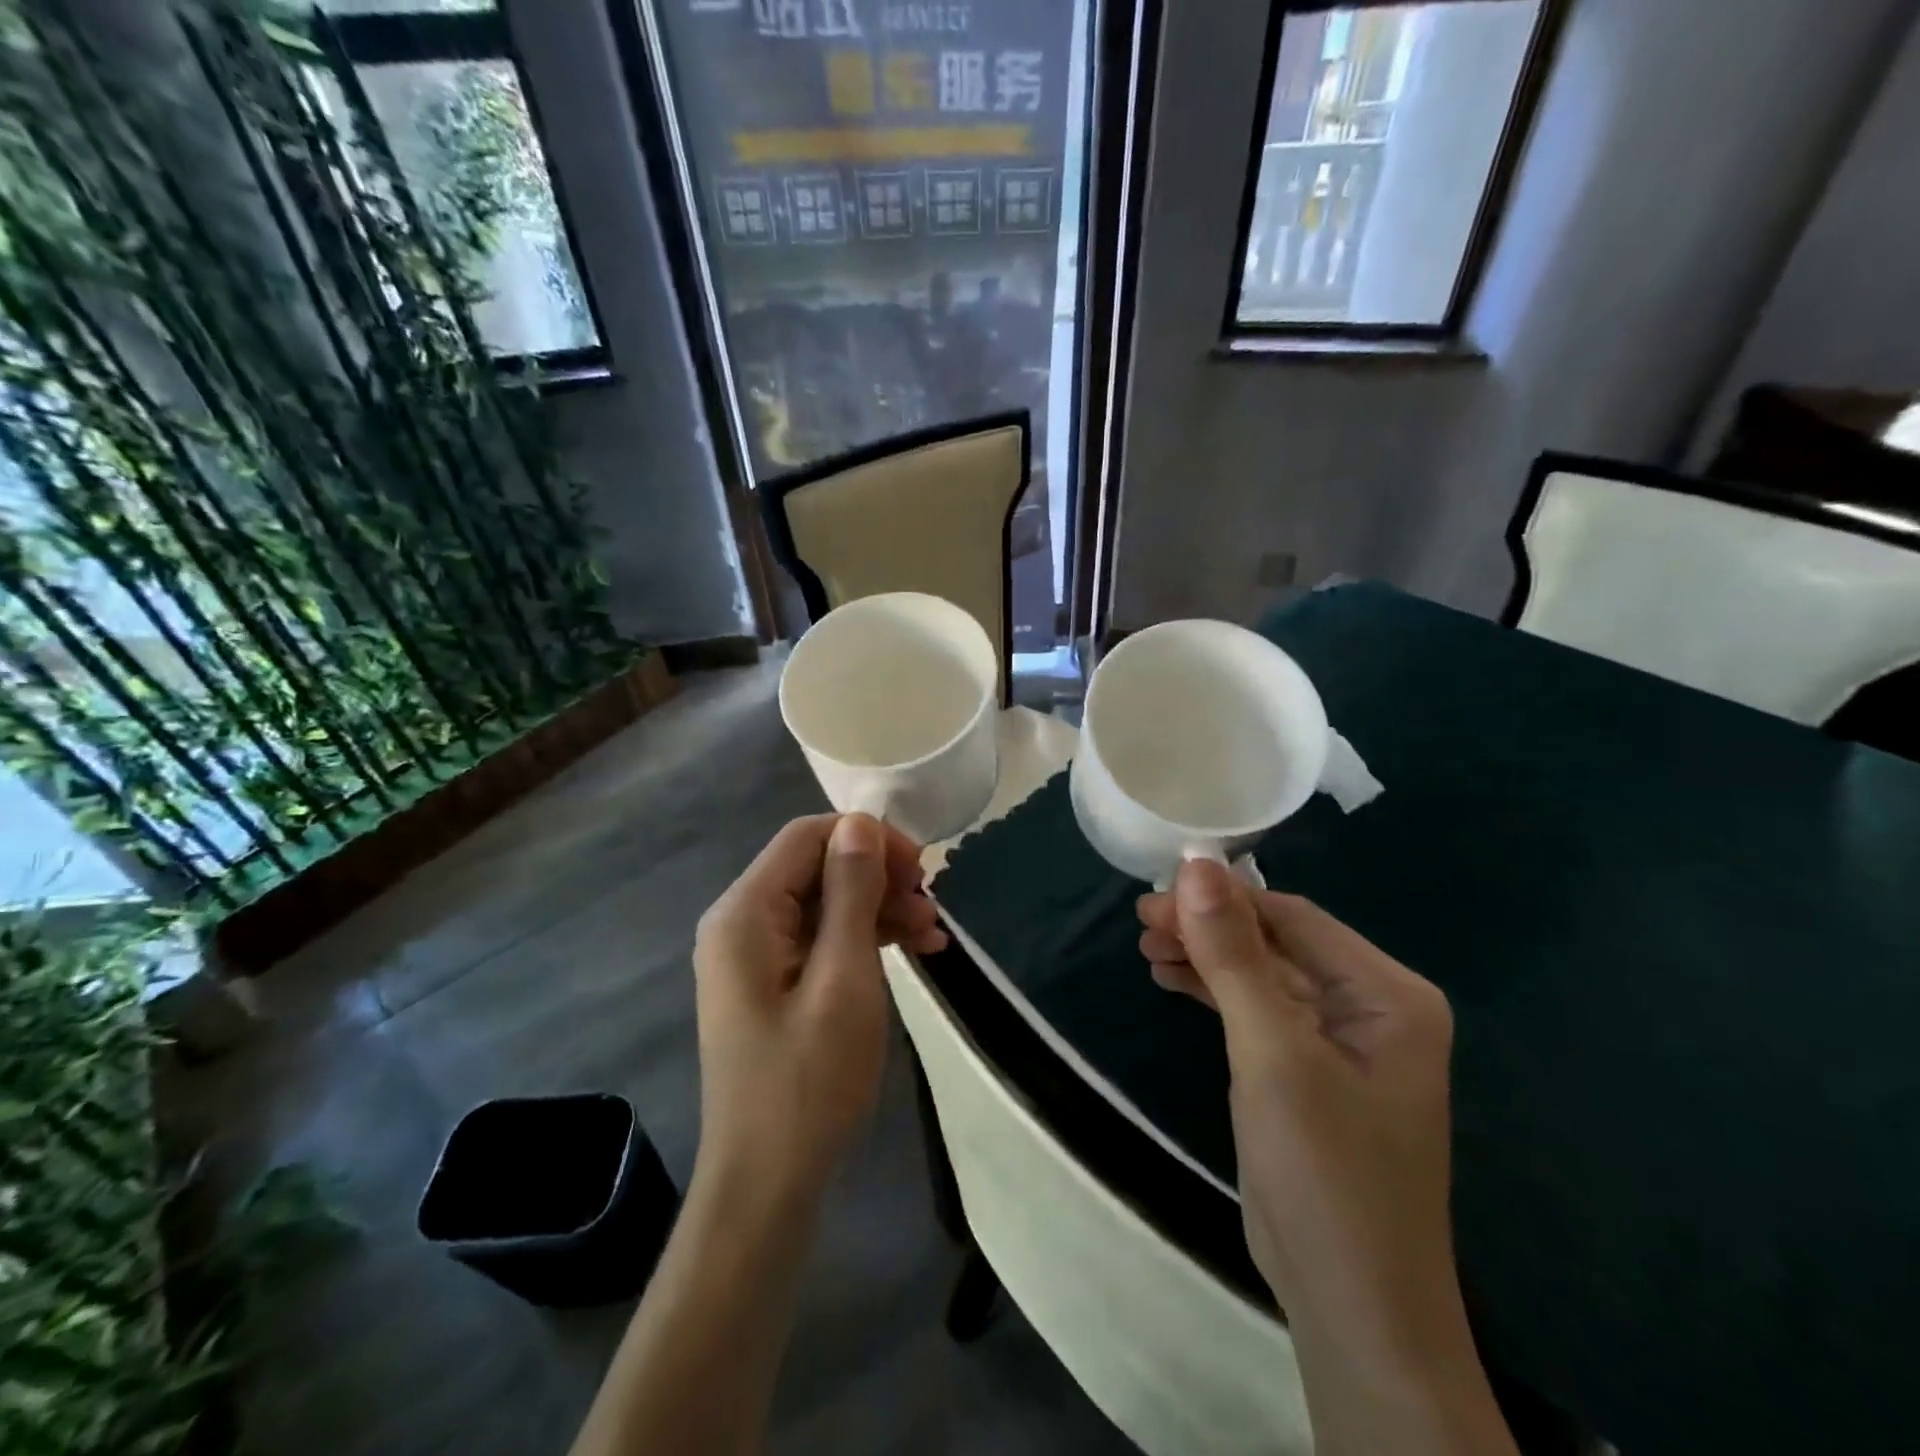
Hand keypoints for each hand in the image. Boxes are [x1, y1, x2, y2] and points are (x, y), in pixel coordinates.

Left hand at [692, 814, 946, 1212]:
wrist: (768, 1185)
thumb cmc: (808, 1083)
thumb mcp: (844, 979)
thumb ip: (852, 893)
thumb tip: (861, 822)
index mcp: (745, 913)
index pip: (808, 837)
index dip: (868, 839)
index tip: (920, 869)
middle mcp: (741, 922)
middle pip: (817, 867)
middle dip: (879, 878)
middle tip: (932, 906)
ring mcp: (755, 955)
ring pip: (826, 902)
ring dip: (880, 909)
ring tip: (933, 934)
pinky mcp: (772, 983)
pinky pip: (822, 939)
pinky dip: (866, 939)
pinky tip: (914, 951)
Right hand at [1138, 862, 1458, 1373]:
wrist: (1351, 1310)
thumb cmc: (1324, 1173)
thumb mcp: (1272, 1054)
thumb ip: (1233, 956)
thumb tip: (1194, 865)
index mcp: (1388, 994)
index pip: (1293, 918)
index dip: (1221, 901)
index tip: (1152, 899)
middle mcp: (1373, 1007)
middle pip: (1277, 943)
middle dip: (1209, 930)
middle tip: (1142, 926)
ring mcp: (1342, 1042)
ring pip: (1262, 975)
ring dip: (1206, 959)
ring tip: (1148, 950)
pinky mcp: (1310, 1072)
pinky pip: (1259, 1010)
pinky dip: (1215, 993)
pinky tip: (1172, 980)